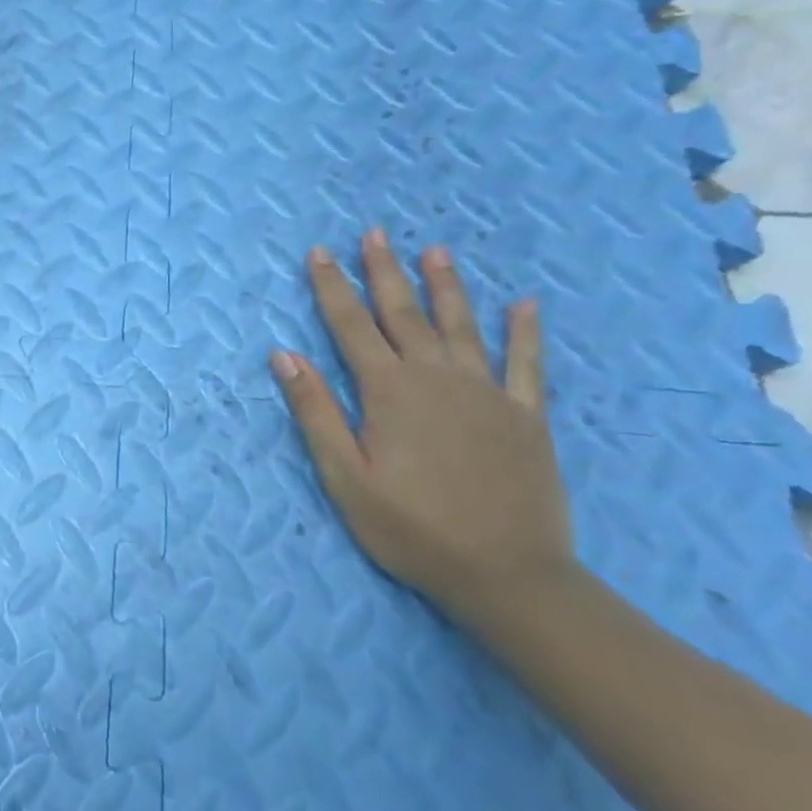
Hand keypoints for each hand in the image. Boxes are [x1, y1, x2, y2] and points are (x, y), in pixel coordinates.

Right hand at [270, 227, 574, 625]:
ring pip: (462, 326)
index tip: (319, 253)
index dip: (331, 287)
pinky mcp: (526, 417)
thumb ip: (315, 412)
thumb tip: (284, 355)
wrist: (509, 576)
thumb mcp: (344, 477)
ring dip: (446, 286)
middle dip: (384, 271)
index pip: (351, 325)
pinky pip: (527, 364)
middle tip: (373, 234)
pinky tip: (525, 305)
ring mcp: (487, 393)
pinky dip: (525, 333)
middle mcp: (437, 378)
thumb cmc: (411, 529)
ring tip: (435, 251)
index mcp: (389, 391)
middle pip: (404, 313)